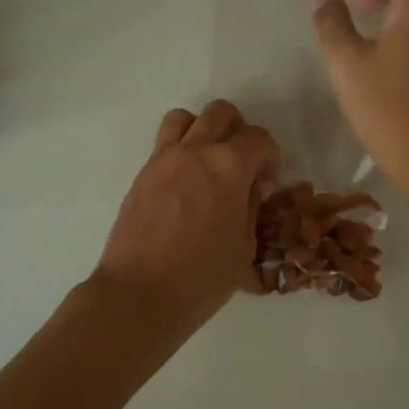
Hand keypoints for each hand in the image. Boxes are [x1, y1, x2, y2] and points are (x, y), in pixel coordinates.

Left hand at [92, 100, 280, 332]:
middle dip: (238, 131)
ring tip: (208, 162)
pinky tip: (185, 184)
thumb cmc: (201, 278)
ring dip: (202, 130)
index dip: (270, 156)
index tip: (267, 183)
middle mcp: (194, 152)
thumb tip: (249, 187)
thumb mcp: (244, 246)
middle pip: (220, 113)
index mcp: (228, 167)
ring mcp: (162, 160)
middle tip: (241, 164)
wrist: (139, 294)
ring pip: (184, 118)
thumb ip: (250, 206)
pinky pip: (163, 144)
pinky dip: (180, 151)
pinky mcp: (141, 175)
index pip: (258, 138)